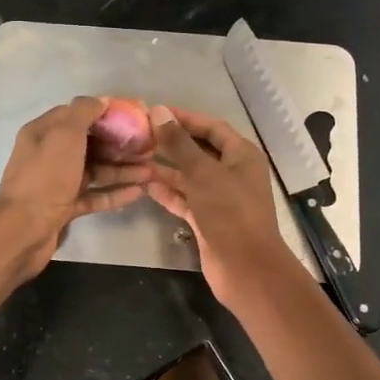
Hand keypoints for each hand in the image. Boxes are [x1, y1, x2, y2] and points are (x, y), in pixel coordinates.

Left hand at [0, 96, 153, 278]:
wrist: (24, 229)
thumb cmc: (45, 177)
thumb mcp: (64, 135)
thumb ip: (83, 112)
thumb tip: (101, 100)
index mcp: (43, 133)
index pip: (76, 114)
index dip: (104, 113)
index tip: (133, 116)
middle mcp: (49, 155)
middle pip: (89, 144)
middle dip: (119, 144)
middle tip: (149, 146)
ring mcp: (57, 183)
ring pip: (95, 171)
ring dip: (122, 169)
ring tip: (151, 170)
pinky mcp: (65, 208)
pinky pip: (94, 196)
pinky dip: (114, 193)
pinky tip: (139, 192)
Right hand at [146, 105, 297, 306]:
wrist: (244, 267)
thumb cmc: (229, 212)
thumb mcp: (202, 173)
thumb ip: (179, 143)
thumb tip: (158, 112)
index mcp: (241, 155)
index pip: (212, 127)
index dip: (185, 118)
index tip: (155, 112)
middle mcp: (232, 173)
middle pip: (199, 151)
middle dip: (171, 143)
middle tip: (139, 135)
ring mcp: (220, 198)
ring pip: (190, 176)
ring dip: (165, 168)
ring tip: (135, 158)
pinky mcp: (207, 219)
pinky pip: (185, 199)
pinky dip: (168, 192)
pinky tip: (145, 185)